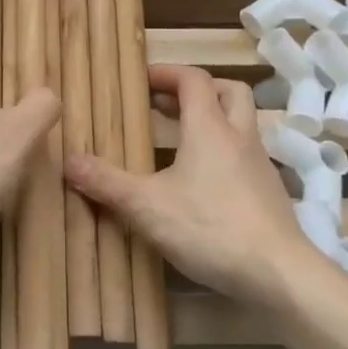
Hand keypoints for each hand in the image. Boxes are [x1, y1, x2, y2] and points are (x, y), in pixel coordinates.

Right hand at [64, 64, 307, 307]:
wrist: (280, 275)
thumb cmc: (211, 228)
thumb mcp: (147, 207)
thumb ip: (107, 183)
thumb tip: (67, 161)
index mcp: (210, 128)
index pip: (193, 79)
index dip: (167, 73)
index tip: (142, 81)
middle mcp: (240, 136)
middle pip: (229, 91)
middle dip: (199, 89)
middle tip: (168, 104)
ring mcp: (261, 166)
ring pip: (242, 124)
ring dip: (215, 121)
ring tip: (182, 142)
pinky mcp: (270, 194)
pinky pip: (246, 157)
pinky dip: (225, 155)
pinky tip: (205, 184)